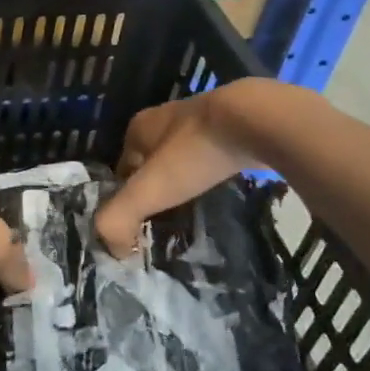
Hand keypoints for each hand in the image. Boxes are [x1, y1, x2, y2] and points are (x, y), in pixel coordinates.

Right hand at [94, 79, 304, 254]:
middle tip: (165, 227)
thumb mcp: (149, 188)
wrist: (256, 120)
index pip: (121, 171)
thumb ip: (119, 218)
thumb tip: (113, 250)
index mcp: (138, 128)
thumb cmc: (195, 151)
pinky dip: (210, 177)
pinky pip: (211, 158)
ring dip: (184, 185)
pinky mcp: (233, 127)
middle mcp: (164, 119)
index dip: (126, 200)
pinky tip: (220, 196)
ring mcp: (200, 120)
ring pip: (182, 161)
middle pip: (152, 164)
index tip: (138, 230)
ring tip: (193, 216)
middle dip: (156, 192)